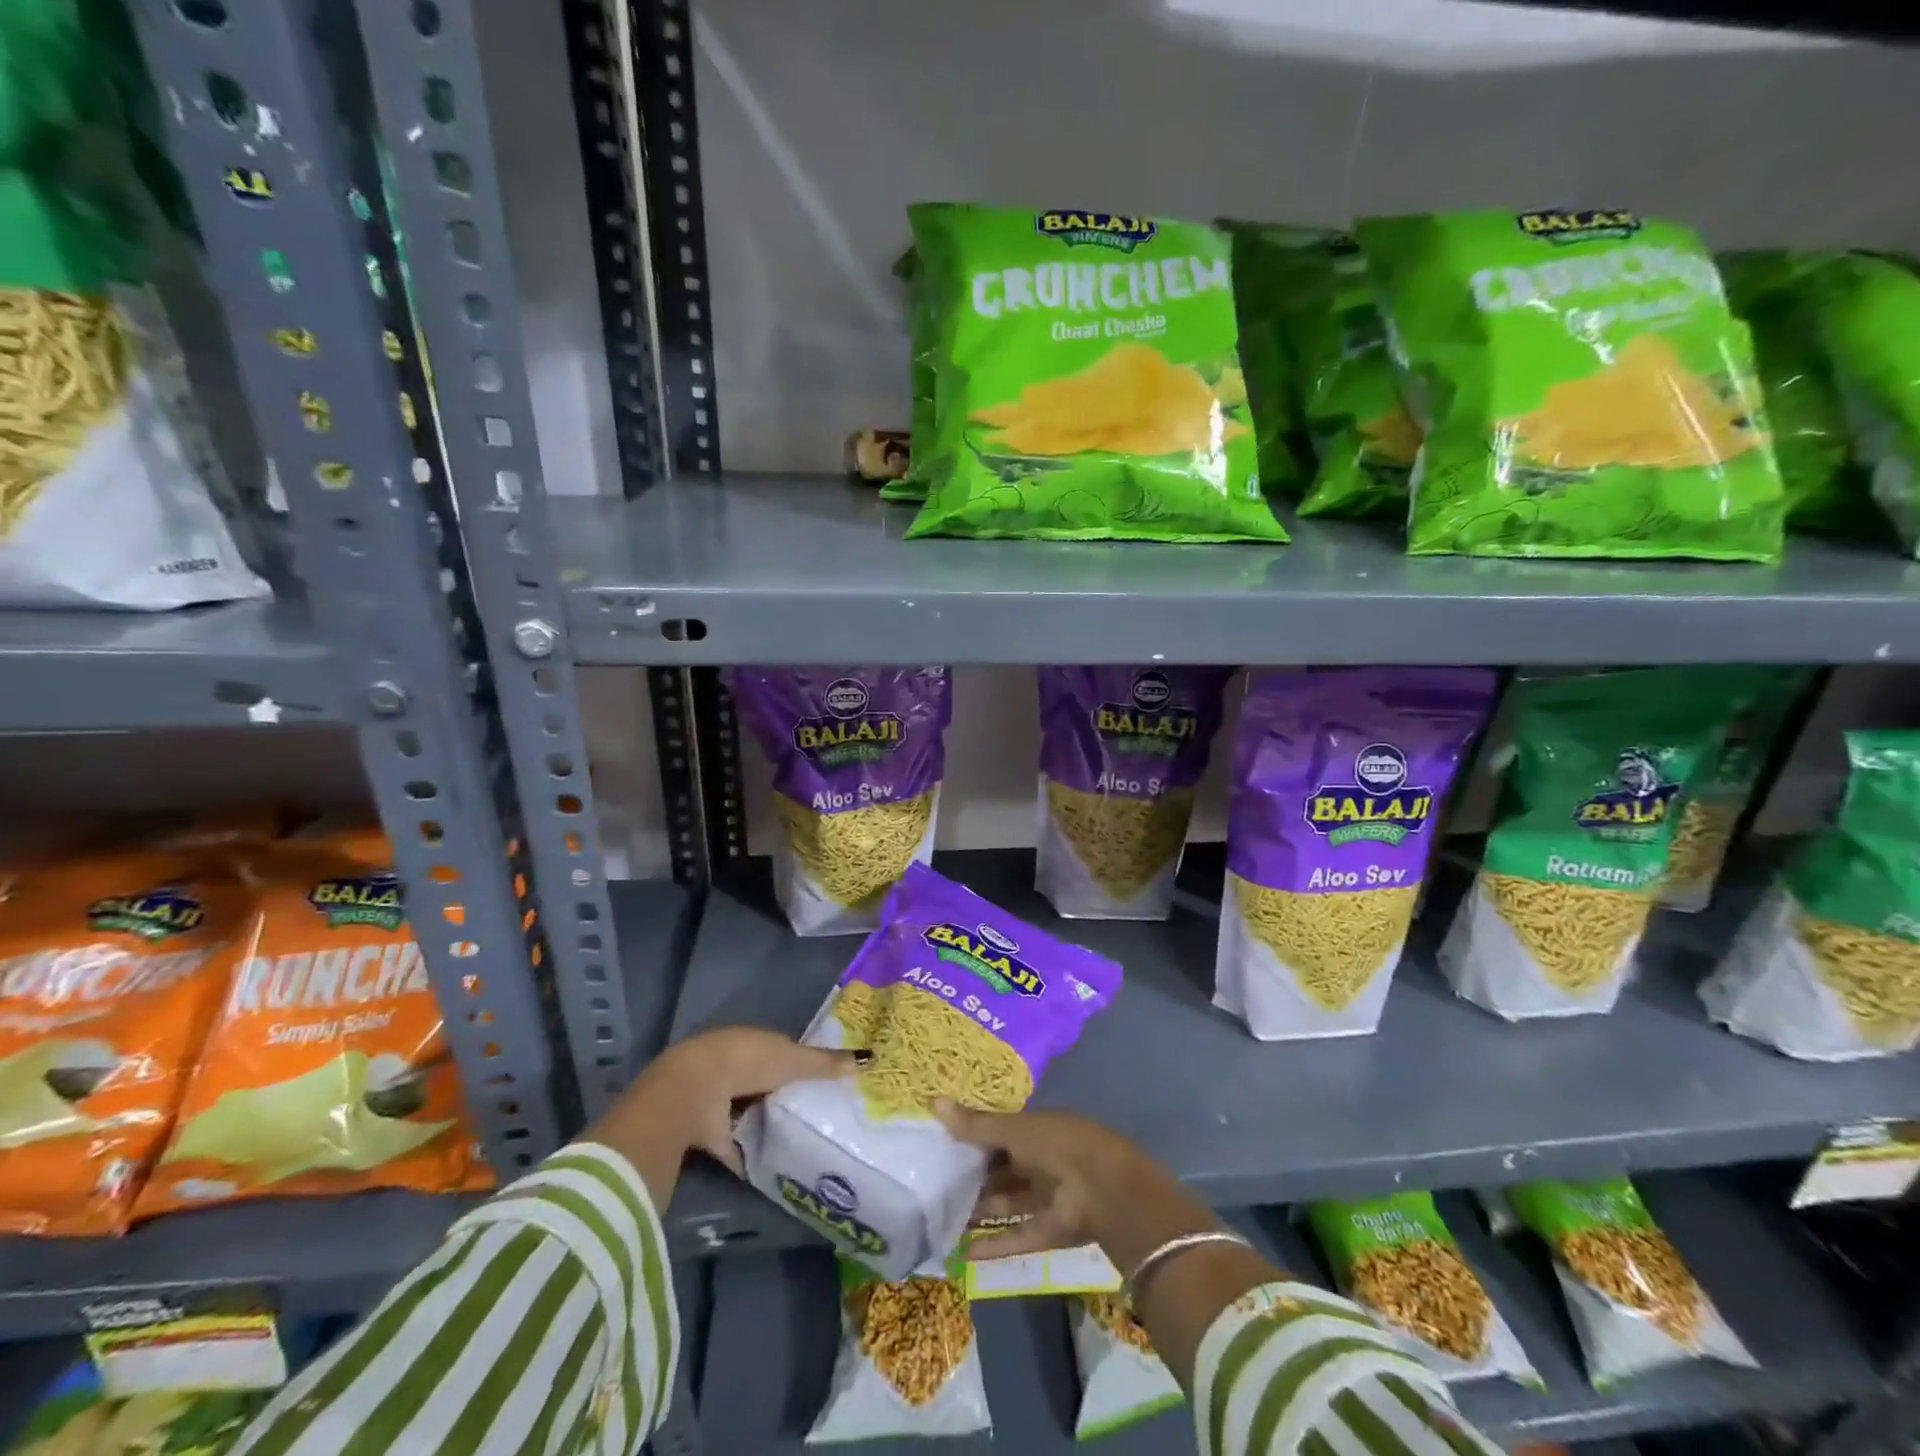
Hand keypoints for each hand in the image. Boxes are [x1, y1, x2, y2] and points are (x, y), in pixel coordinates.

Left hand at [593, 1027, 865, 1199]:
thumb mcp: (793, 1061)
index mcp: (750, 1040)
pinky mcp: (703, 1131)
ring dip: (762, 1120)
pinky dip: (745, 1153)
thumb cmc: (746, 1063)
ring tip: (795, 1138)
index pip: (779, 1049)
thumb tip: (868, 1059)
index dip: (798, 1063)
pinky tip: (767, 1166)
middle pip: (762, 1079)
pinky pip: (731, 1143)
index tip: (820, 1080)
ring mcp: (713, 1098)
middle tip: (813, 1111)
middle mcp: (730, 1064)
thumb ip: (826, 1064)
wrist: (690, 1094)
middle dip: (781, 1093)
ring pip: (745, 1108)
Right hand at [934, 1102, 1147, 1257]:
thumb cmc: (1057, 1144)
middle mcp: (1042, 1161)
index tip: (942, 1147)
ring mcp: (1048, 1197)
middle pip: (1003, 1170)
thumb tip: (934, 1101)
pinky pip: (1018, 1236)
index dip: (974, 1140)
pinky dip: (995, 1244)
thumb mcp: (1014, 1130)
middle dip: (975, 1178)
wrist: (1104, 1188)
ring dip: (981, 1211)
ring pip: (1008, 1203)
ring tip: (943, 1219)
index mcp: (1037, 1130)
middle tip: (937, 1186)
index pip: (1000, 1134)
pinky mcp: (1051, 1231)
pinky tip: (964, 1253)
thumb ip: (976, 1124)